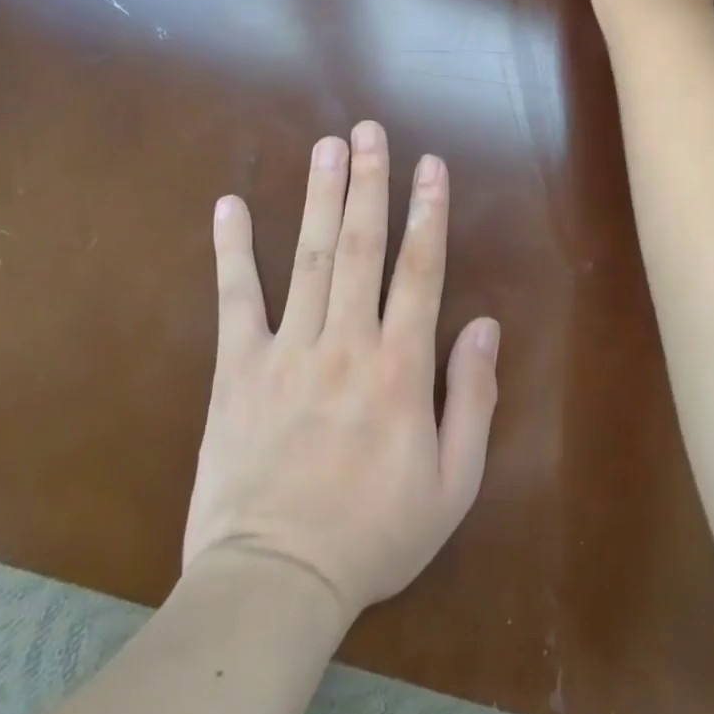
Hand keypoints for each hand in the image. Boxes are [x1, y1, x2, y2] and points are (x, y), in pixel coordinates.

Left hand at [184, 121, 500, 621]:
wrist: (275, 583)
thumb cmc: (374, 534)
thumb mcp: (452, 483)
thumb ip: (473, 398)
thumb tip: (486, 325)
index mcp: (400, 367)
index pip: (420, 270)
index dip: (428, 212)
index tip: (430, 165)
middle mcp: (347, 342)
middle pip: (361, 246)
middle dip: (369, 182)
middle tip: (369, 130)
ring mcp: (288, 350)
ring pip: (308, 257)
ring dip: (319, 197)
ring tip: (326, 147)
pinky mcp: (238, 369)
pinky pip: (235, 299)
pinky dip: (231, 250)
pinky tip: (228, 205)